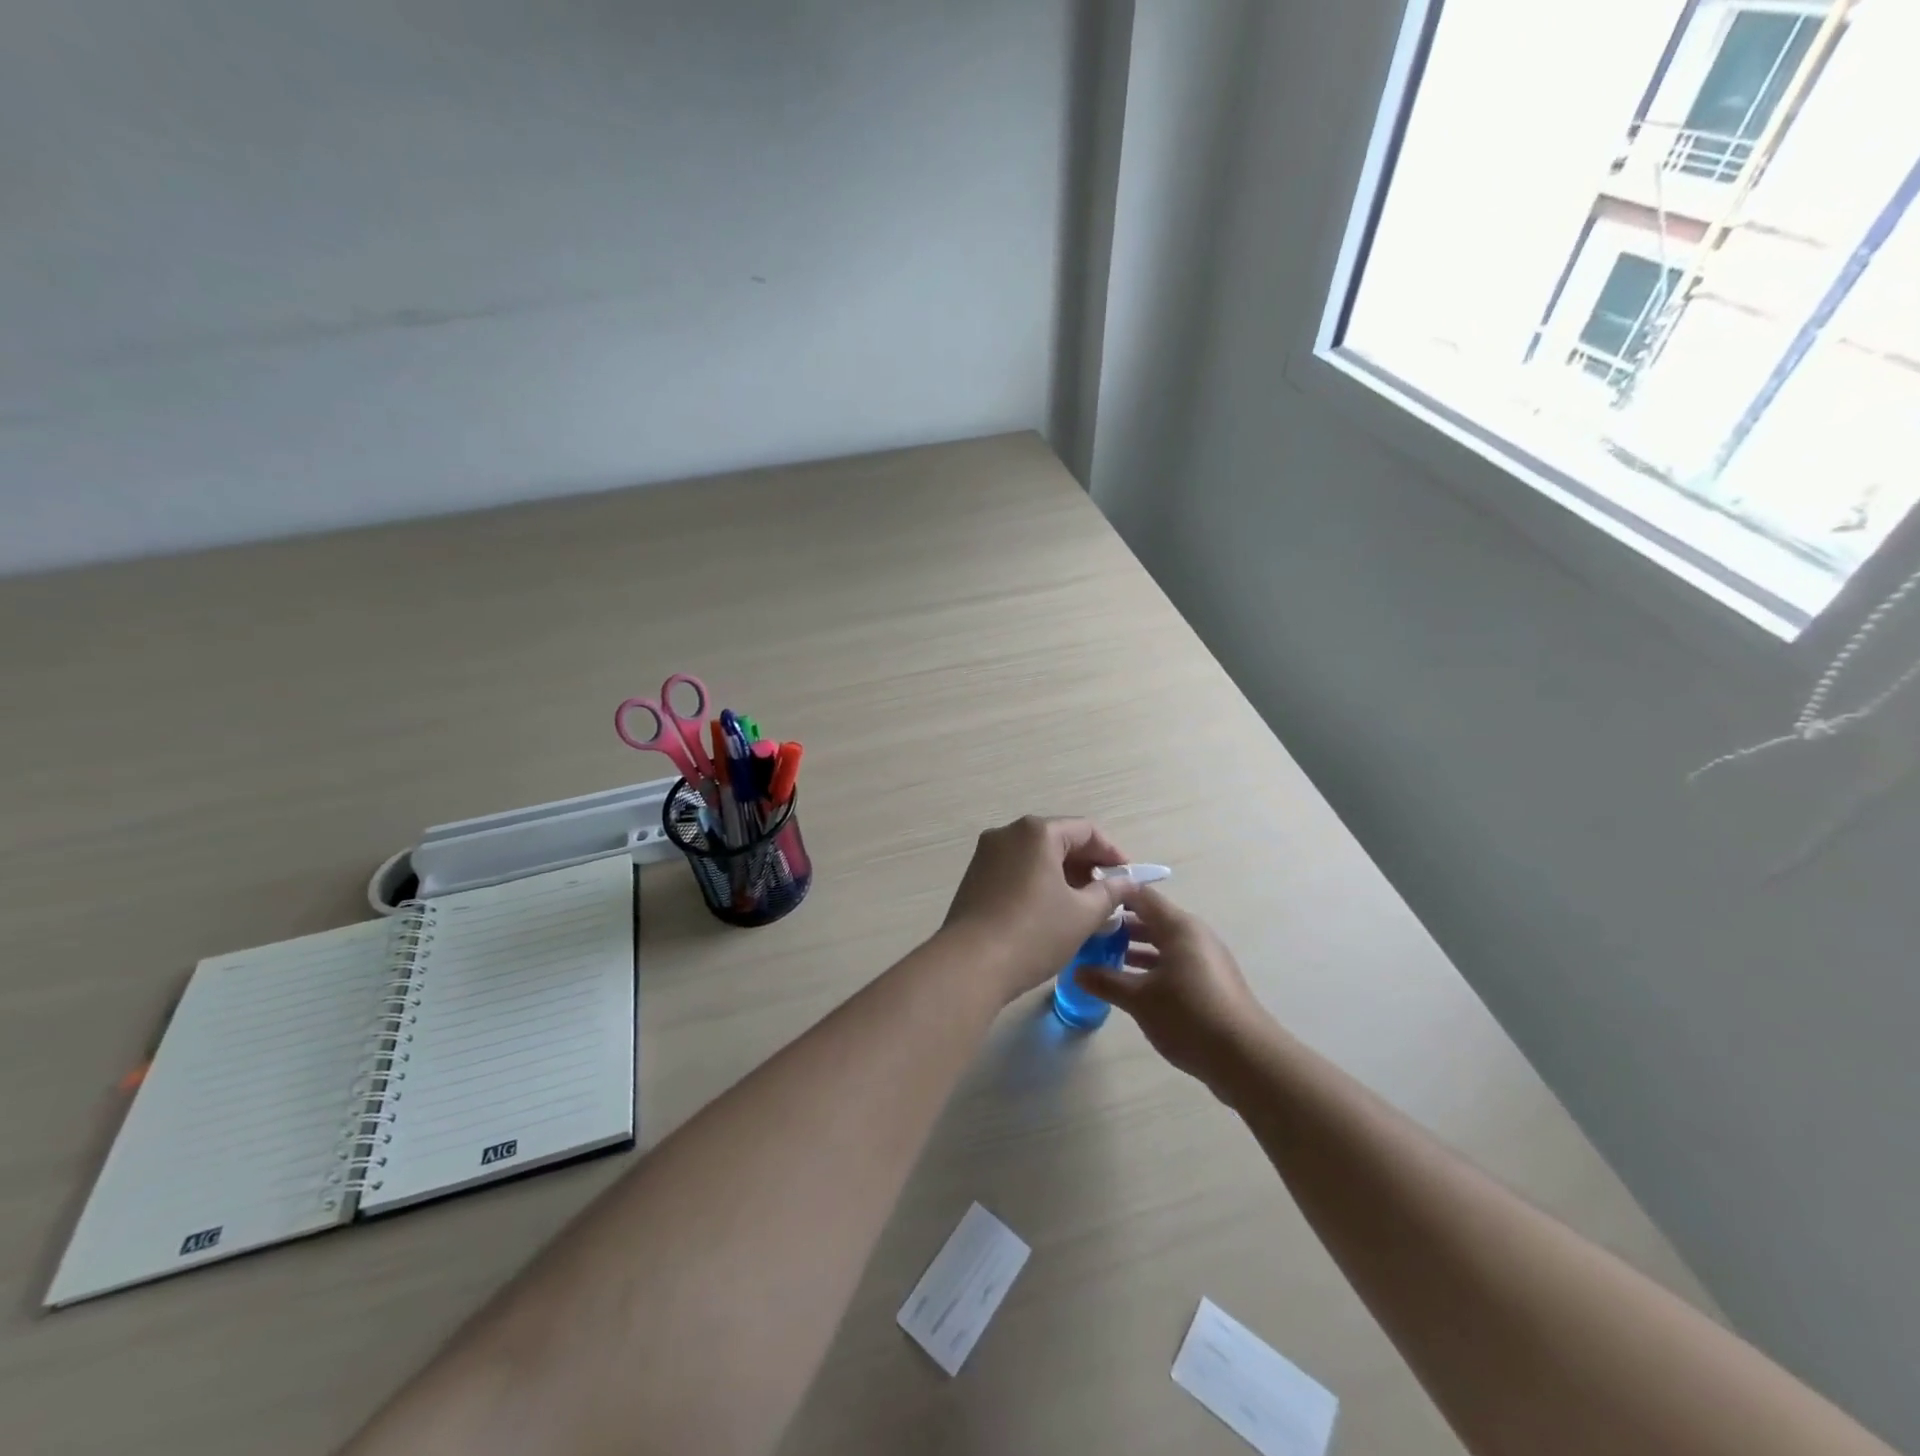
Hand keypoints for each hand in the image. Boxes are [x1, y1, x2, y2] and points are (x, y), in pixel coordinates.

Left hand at [940, 816, 1129, 1001]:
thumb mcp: (1082, 914)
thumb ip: (1110, 893)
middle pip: (1058, 840)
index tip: (1128, 879)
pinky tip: (1050, 913)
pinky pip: (1016, 871)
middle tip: (1108, 896)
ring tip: (1083, 908)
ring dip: (1063, 876)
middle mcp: (1008, 833)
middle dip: (1087, 866)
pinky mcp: (974, 877)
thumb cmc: (1034, 933)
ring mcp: (986, 854)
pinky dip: (1038, 883)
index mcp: (1036, 832)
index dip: (1112, 853)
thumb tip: (1127, 882)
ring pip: (1036, 857)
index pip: (1086, 831)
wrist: (970, 965)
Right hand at [1075, 887, 1271, 1088]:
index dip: (1112, 896)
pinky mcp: (1211, 981)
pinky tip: (1132, 986)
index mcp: (1178, 927)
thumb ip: (1106, 981)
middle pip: (1151, 918)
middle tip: (1087, 937)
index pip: (1140, 896)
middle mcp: (1194, 934)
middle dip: (1119, 926)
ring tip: (1102, 961)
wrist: (1246, 1058)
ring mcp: (1205, 958)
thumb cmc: (1189, 1016)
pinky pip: (1174, 962)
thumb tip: (1077, 971)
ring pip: (1162, 943)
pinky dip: (1152, 967)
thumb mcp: (1140, 999)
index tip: (1085, 905)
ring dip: (1134, 949)